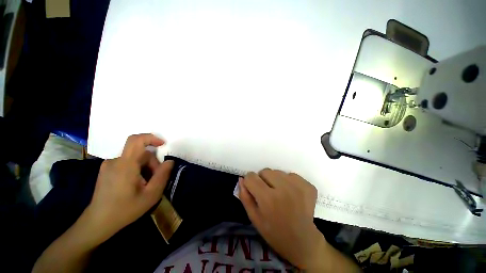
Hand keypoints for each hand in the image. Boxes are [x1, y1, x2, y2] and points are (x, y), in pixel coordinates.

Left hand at [84, 133, 173, 243]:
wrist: (98, 223)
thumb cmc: (125, 210)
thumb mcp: (151, 195)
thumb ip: (163, 175)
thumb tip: (169, 161)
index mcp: (125, 165)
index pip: (136, 140)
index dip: (151, 138)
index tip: (163, 144)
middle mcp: (115, 161)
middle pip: (140, 153)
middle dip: (152, 163)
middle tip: (155, 179)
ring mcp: (108, 165)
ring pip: (135, 158)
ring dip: (145, 167)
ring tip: (145, 184)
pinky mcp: (107, 169)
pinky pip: (127, 162)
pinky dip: (137, 169)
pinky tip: (136, 183)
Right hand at [239, 169, 325, 269]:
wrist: (303, 242)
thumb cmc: (274, 232)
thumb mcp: (254, 218)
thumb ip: (245, 197)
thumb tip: (241, 179)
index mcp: (268, 199)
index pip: (251, 177)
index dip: (250, 182)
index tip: (254, 189)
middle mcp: (284, 189)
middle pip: (265, 171)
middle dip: (262, 180)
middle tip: (268, 193)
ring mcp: (298, 186)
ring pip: (277, 171)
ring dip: (275, 180)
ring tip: (280, 194)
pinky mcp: (308, 185)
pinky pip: (291, 175)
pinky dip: (288, 182)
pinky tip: (291, 194)